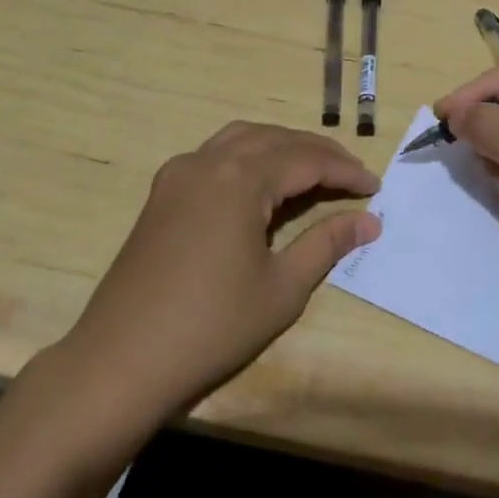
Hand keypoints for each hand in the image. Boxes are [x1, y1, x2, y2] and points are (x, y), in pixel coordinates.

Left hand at [63, 122, 381, 417]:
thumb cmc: (212, 326)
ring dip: (281, 146)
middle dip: (318, 152)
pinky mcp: (161, 194)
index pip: (306, 160)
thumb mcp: (282, 288)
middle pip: (275, 139)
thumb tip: (370, 221)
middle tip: (351, 175)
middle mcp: (208, 162)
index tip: (376, 187)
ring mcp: (178, 175)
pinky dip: (247, 155)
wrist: (122, 359)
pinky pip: (214, 155)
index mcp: (240, 179)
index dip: (345, 171)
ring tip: (312, 169)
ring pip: (241, 138)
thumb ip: (326, 244)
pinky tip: (259, 182)